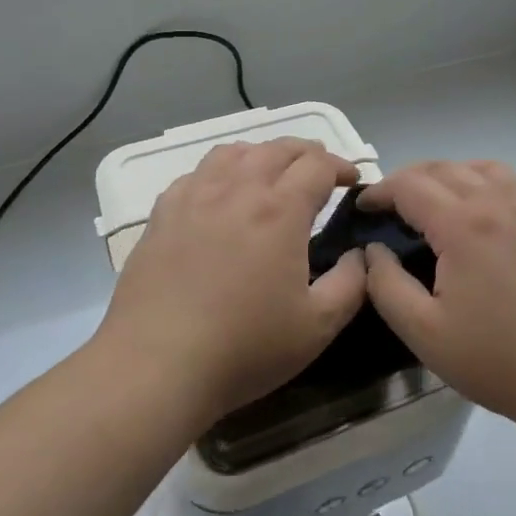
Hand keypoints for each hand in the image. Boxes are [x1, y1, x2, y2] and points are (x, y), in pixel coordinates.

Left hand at [97, 138, 366, 423]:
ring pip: (234, 152)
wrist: (156, 366)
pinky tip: (221, 194)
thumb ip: (351, 283)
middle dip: (307, 153)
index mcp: (280, 210)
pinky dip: (221, 171)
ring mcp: (195, 197)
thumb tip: (359, 254)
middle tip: (320, 173)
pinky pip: (197, 173)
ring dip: (263, 154)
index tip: (351, 182)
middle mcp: (238, 189)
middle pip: (278, 148)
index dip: (341, 166)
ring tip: (272, 174)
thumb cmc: (244, 348)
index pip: (318, 165)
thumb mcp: (318, 326)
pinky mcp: (162, 213)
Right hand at [359, 160, 515, 432]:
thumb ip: (387, 285)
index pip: (410, 185)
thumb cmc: (497, 358)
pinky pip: (507, 183)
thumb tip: (373, 251)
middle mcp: (496, 204)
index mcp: (464, 224)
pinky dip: (479, 181)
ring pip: (478, 168)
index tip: (362, 208)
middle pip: (443, 168)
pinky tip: (475, 213)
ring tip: (430, 200)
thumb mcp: (425, 333)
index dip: (380, 191)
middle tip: (388, 206)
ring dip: (446, 174)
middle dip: (407, 179)